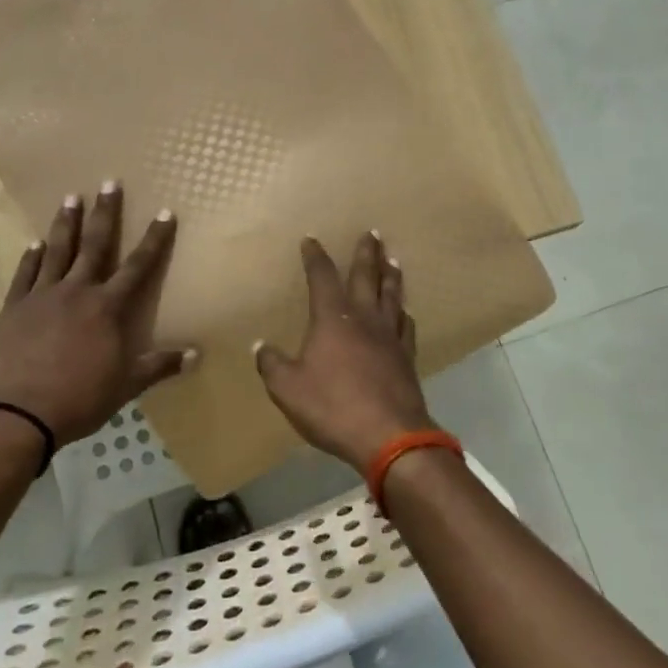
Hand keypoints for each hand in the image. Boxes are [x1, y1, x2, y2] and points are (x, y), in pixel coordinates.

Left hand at [0, 184, 192, 448]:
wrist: (18, 414)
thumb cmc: (79, 398)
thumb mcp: (126, 385)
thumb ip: (159, 365)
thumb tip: (196, 355)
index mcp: (107, 308)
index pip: (138, 266)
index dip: (154, 239)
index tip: (165, 212)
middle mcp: (76, 292)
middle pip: (94, 245)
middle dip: (104, 213)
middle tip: (109, 182)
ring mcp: (41, 297)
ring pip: (57, 251)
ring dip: (65, 223)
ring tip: (70, 197)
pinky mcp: (13, 309)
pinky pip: (24, 275)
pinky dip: (30, 257)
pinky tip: (34, 244)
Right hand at [254, 233, 433, 472]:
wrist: (389, 435)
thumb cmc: (333, 407)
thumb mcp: (287, 389)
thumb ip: (272, 364)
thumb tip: (260, 346)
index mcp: (333, 319)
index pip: (322, 277)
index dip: (315, 257)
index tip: (311, 240)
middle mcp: (364, 318)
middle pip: (366, 276)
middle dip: (366, 253)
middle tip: (372, 232)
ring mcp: (390, 336)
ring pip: (392, 295)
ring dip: (390, 274)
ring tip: (392, 259)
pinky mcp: (407, 356)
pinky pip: (406, 324)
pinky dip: (404, 312)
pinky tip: (405, 311)